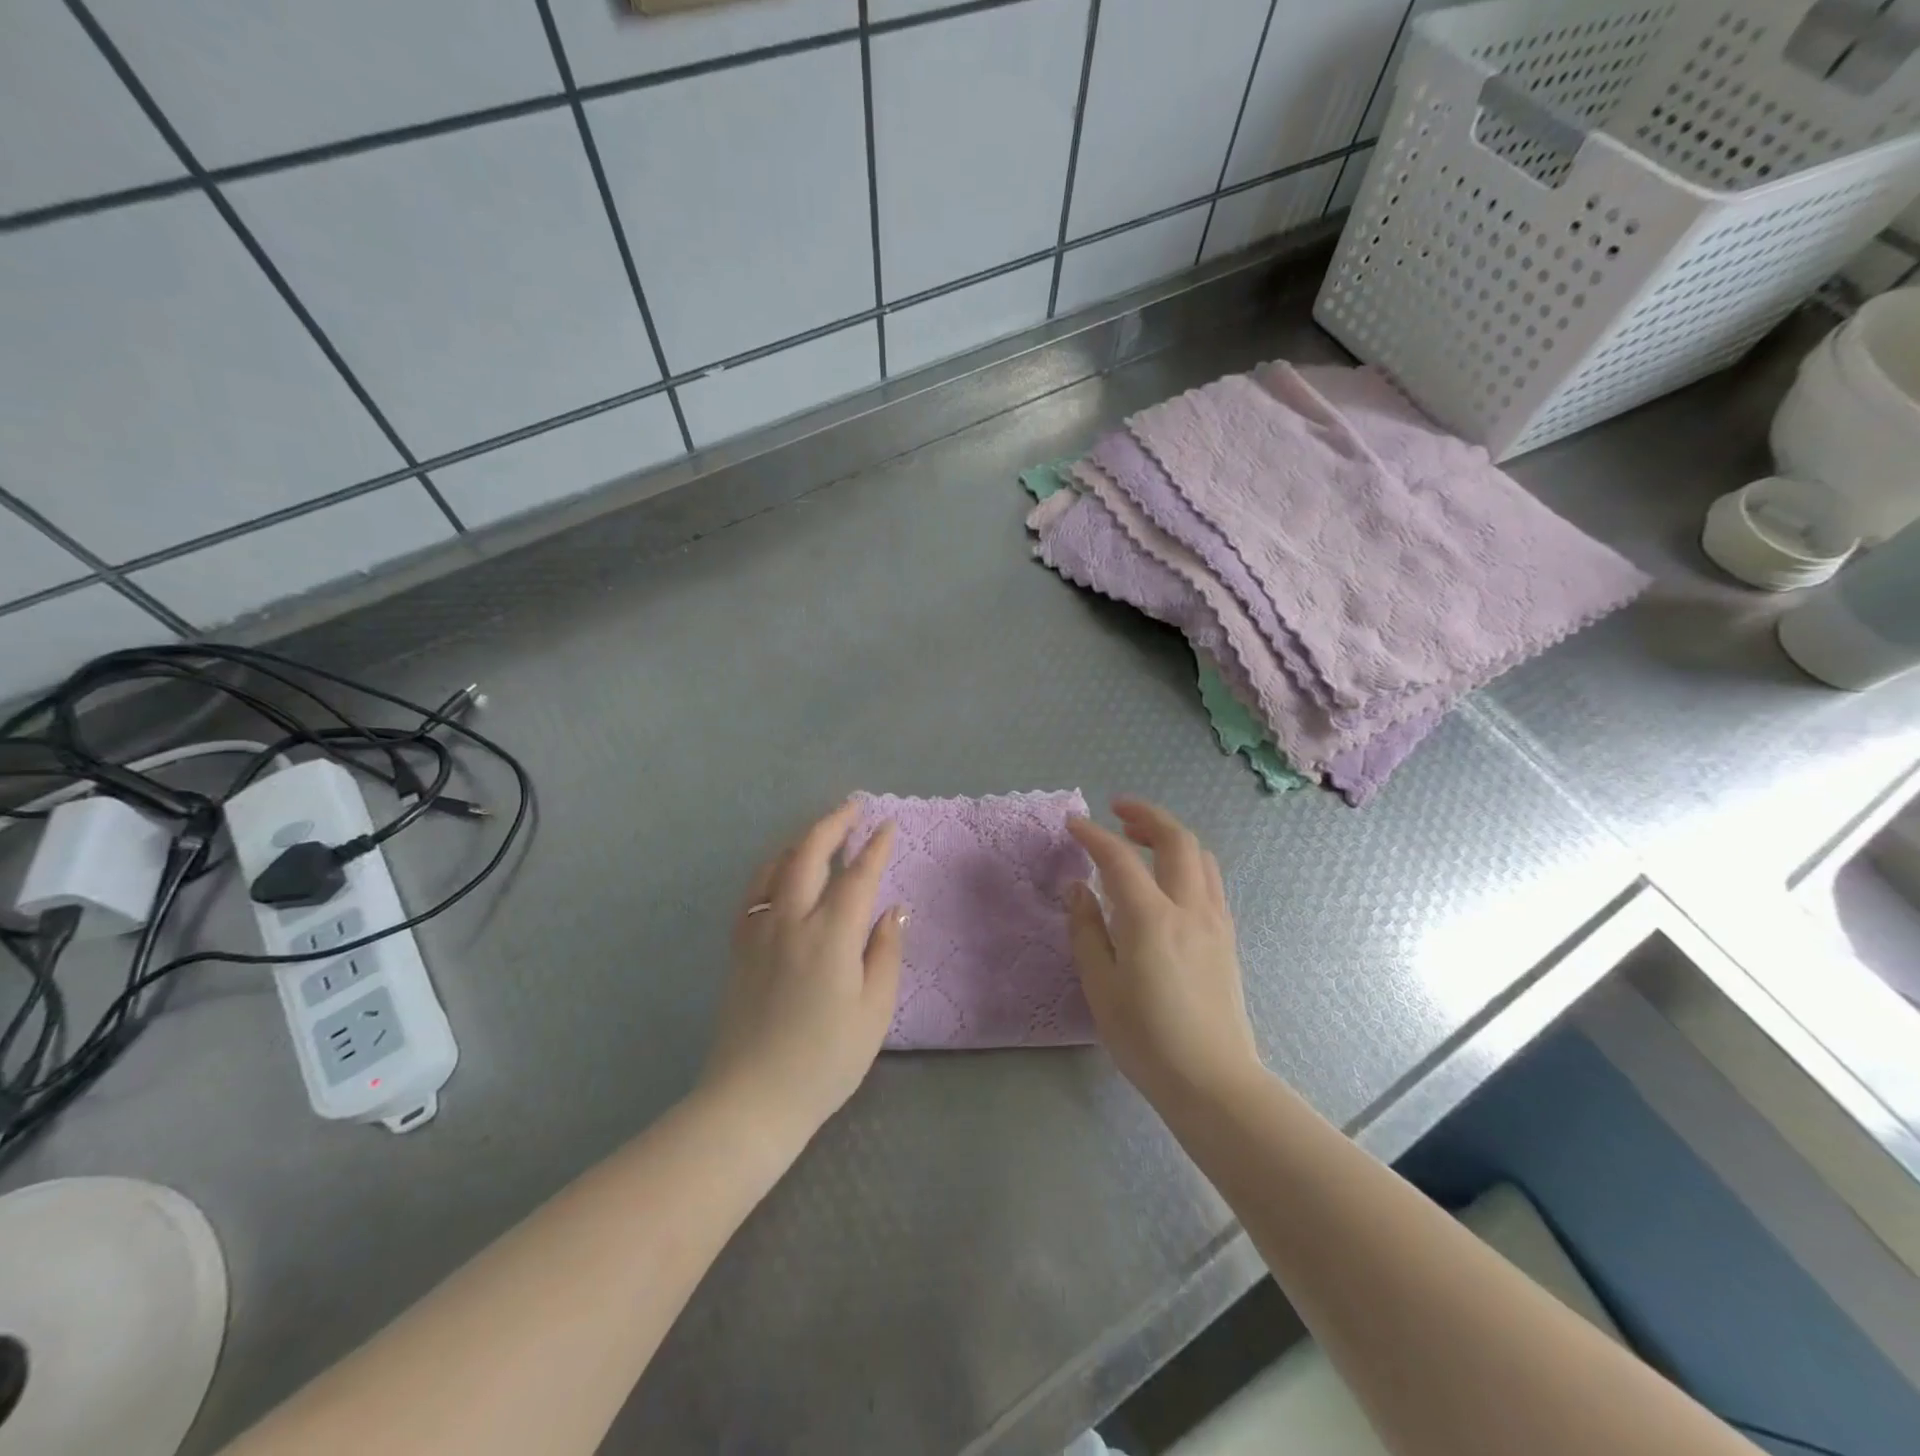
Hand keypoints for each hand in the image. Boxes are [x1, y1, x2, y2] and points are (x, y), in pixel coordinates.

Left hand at [700, 801, 905, 1146]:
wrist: (752, 1099)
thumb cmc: (825, 1061)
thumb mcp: (873, 1012)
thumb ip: (885, 953)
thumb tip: (894, 910)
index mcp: (830, 935)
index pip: (857, 876)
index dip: (875, 847)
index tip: (887, 826)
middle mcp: (791, 920)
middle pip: (809, 854)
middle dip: (833, 824)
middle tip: (852, 808)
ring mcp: (759, 931)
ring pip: (776, 866)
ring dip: (801, 840)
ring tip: (821, 831)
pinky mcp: (740, 946)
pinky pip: (754, 890)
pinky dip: (772, 867)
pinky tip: (781, 869)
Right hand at [1067, 798, 1260, 1106]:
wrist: (1213, 1082)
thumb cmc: (1147, 1039)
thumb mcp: (1100, 986)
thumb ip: (1086, 930)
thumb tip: (1078, 888)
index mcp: (1151, 918)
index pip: (1119, 858)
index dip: (1093, 835)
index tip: (1072, 824)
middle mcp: (1188, 908)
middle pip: (1176, 839)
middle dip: (1145, 815)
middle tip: (1116, 812)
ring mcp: (1215, 920)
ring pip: (1200, 856)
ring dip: (1170, 835)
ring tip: (1141, 838)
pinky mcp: (1227, 937)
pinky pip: (1209, 880)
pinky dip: (1187, 861)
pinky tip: (1167, 878)